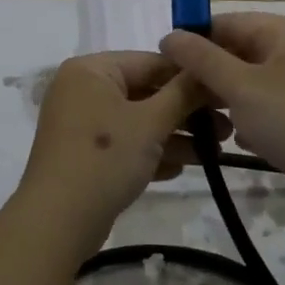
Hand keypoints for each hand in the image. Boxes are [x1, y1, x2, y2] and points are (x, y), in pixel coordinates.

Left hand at [19, 52, 228, 242]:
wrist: (56, 223)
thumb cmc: (104, 158)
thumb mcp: (151, 123)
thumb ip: (183, 93)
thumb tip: (208, 69)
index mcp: (92, 70)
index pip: (151, 62)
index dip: (191, 76)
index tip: (226, 92)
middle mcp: (83, 89)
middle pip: (145, 91)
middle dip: (186, 111)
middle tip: (227, 127)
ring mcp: (82, 123)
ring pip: (138, 120)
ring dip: (175, 134)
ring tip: (215, 151)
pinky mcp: (85, 154)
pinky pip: (125, 143)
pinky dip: (151, 152)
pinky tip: (181, 168)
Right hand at [160, 14, 284, 220]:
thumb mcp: (240, 84)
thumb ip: (201, 59)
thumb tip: (168, 35)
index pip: (229, 22)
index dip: (195, 37)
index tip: (164, 60)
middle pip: (240, 53)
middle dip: (208, 73)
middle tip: (175, 95)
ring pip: (251, 85)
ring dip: (224, 100)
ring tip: (196, 119)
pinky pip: (267, 111)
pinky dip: (247, 121)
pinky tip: (232, 139)